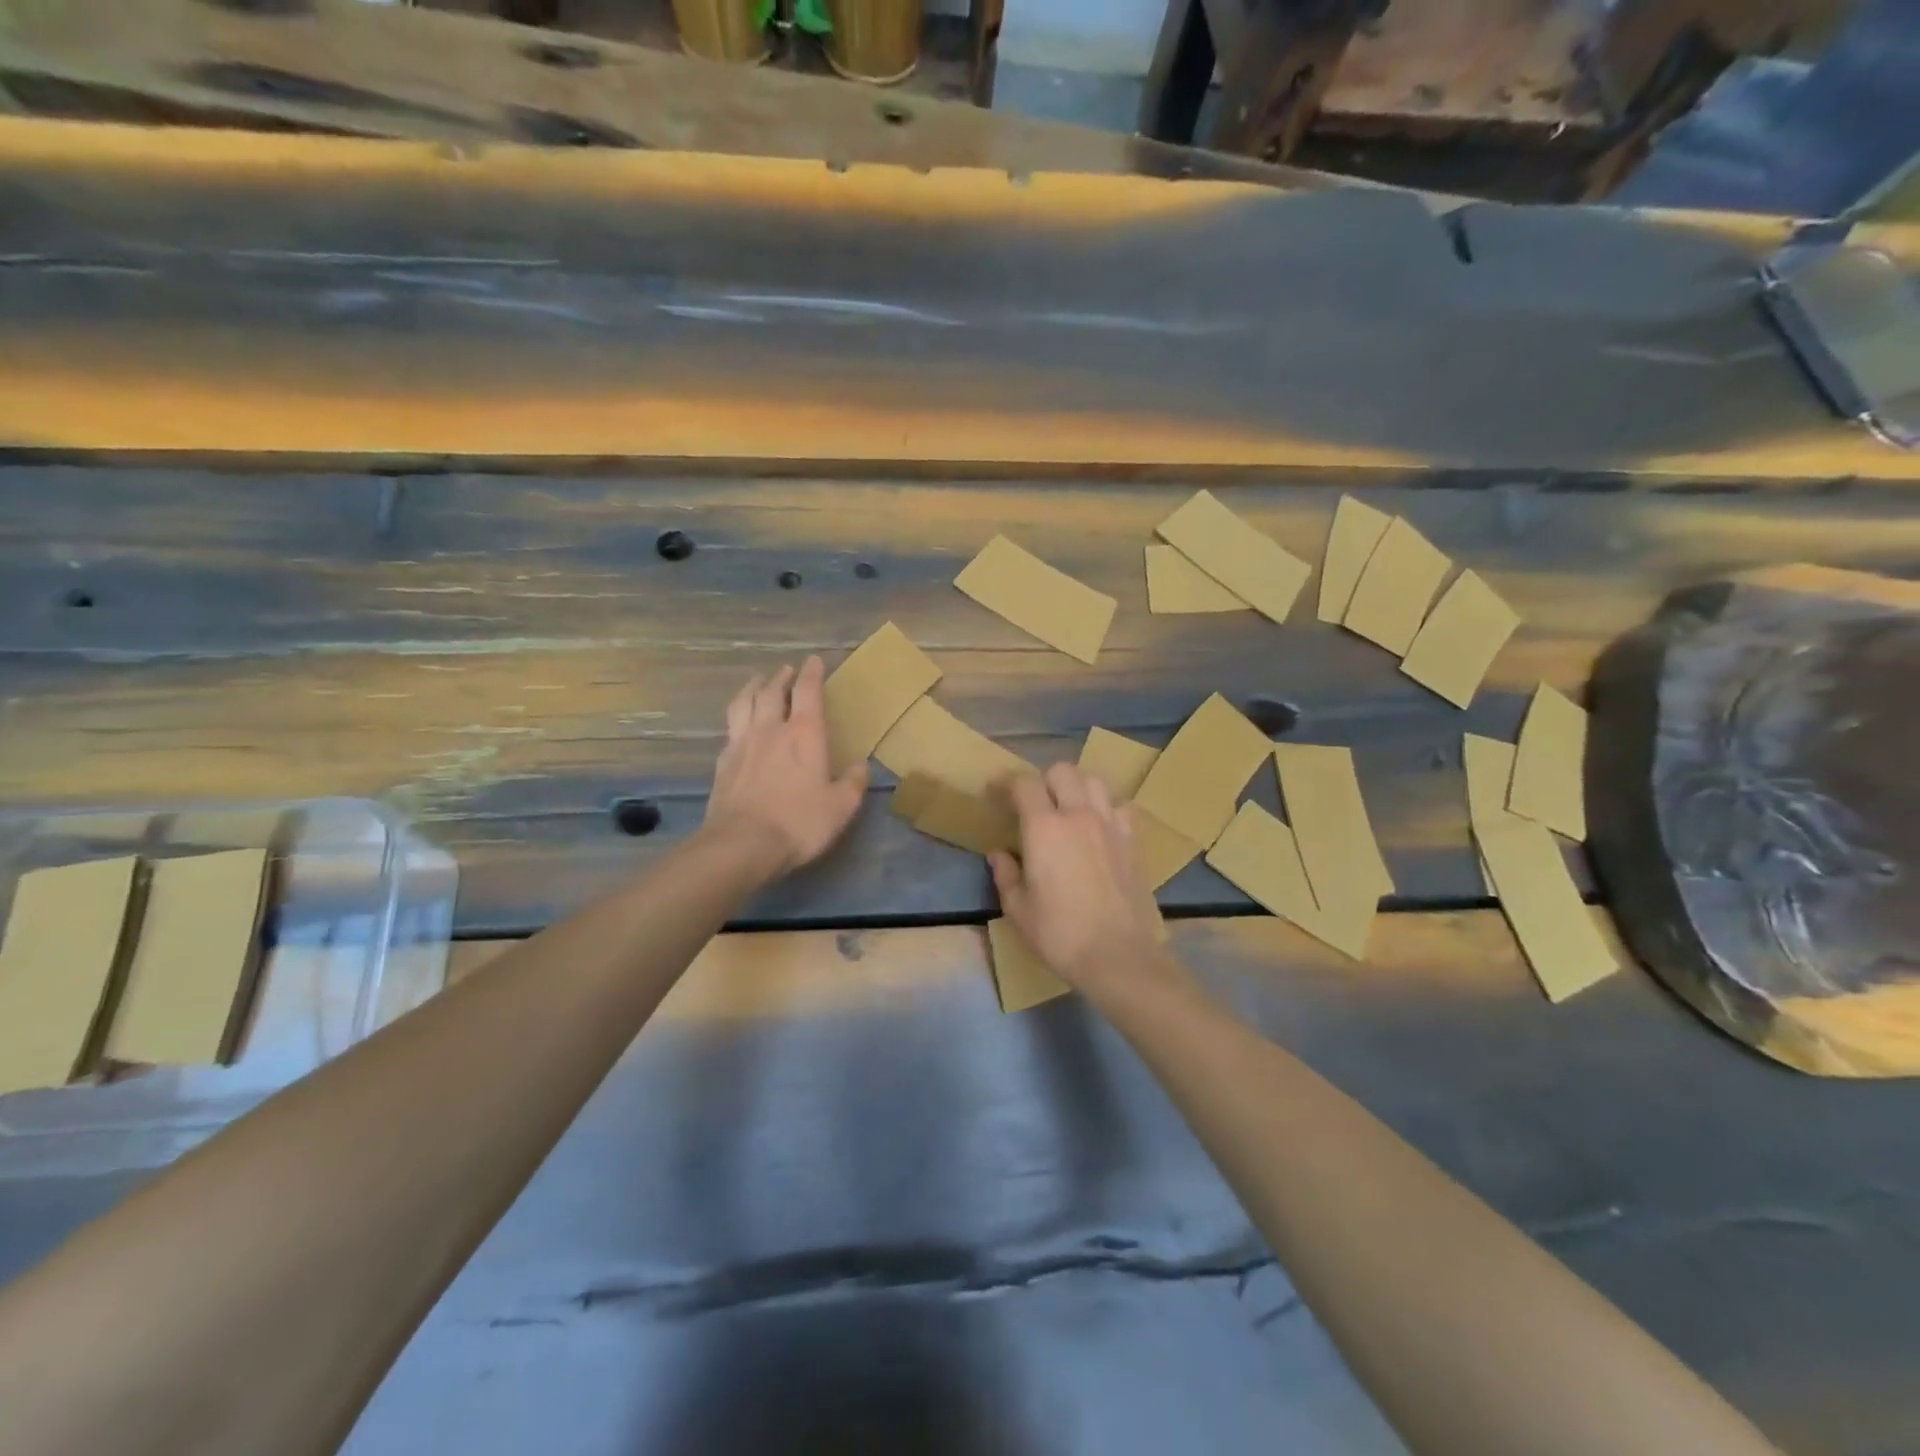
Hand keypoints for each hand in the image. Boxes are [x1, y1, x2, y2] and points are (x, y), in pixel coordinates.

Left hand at [706, 658, 868, 874]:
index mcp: (804, 734)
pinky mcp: (722, 763)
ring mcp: (742, 744)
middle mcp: (771, 730)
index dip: (812, 673)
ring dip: (752, 688)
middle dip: (781, 677)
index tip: (814, 660)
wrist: (742, 844)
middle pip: (772, 691)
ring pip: (744, 703)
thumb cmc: (798, 822)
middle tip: (786, 669)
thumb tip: (861, 766)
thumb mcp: (840, 807)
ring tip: (757, 681)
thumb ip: (853, 783)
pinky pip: (729, 729)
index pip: (808, 692)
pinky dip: (737, 718)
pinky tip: (738, 725)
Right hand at [990, 764, 1164, 988]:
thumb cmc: (1060, 933)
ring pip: (1094, 781)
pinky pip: (1120, 807)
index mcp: (1044, 828)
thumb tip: (999, 855)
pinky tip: (1098, 826)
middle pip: (1061, 771)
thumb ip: (1006, 875)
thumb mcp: (1019, 909)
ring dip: (1076, 786)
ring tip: (1067, 806)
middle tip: (1033, 803)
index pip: (1023, 784)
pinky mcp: (1132, 841)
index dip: (1006, 783)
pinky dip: (1106, 807)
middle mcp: (1078, 815)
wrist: (1118, 955)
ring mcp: (1110, 825)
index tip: (995, 794)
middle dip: (1042, 780)